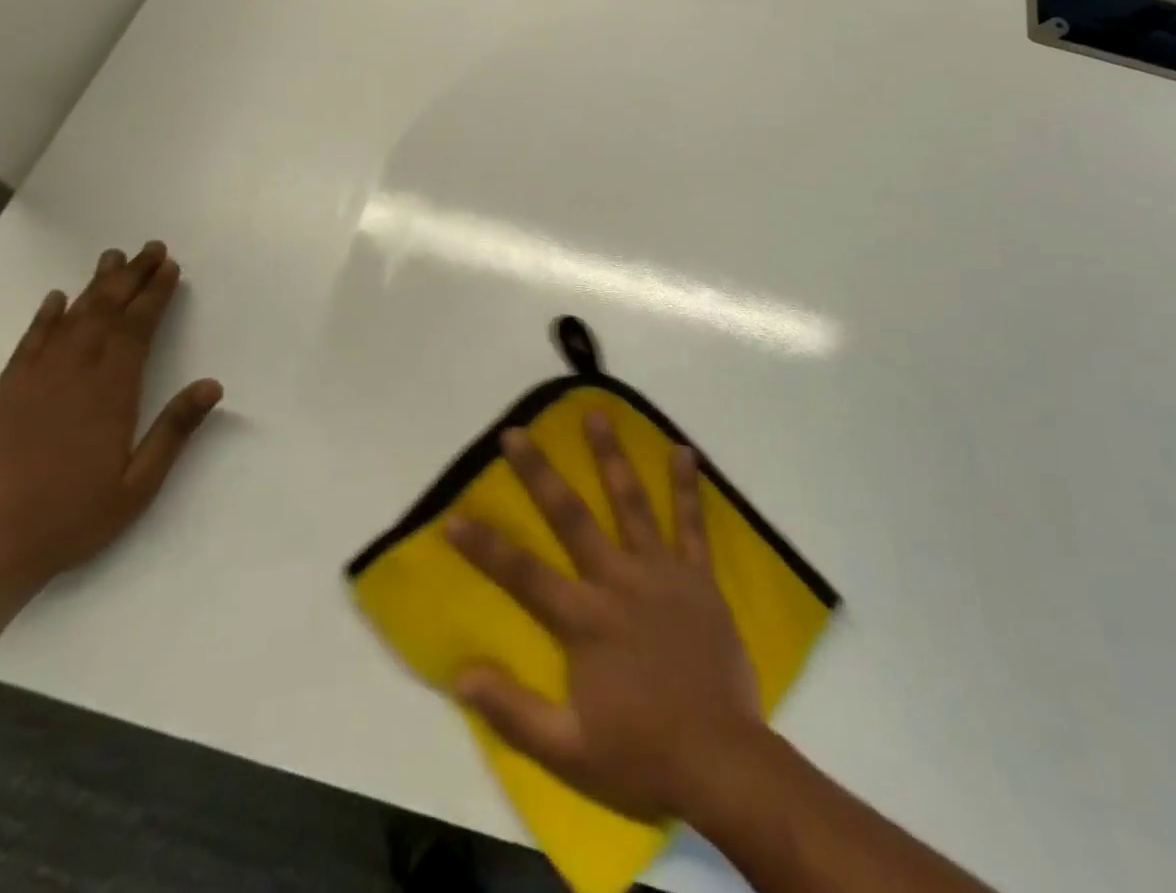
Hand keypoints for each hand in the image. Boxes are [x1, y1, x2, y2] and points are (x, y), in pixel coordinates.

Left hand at [0, 241, 222, 595]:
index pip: (136, 330)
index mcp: (109, 395)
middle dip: (130, 278)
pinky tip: (55, 300)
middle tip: (149, 248)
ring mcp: (33, 384)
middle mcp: (72, 377)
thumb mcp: (139, 484)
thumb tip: (212, 384)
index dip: (154, 295)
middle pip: (104, 314)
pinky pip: (28, 345)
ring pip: (69, 321)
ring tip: (112, 259)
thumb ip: (174, 430)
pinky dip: (44, 318)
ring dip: (93, 287)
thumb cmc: (74, 518)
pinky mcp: (4, 397)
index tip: (169, 268)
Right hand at [445, 415, 764, 823]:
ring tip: (596, 414)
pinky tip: (683, 451)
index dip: (484, 546)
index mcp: (584, 619)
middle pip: (571, 517)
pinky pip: (692, 524)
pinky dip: (687, 487)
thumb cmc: (641, 755)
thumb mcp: (568, 751)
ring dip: (611, 456)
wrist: (723, 763)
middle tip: (516, 433)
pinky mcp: (698, 578)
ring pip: (631, 503)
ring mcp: (661, 573)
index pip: (522, 573)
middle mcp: (618, 581)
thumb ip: (513, 711)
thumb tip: (461, 674)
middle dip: (539, 473)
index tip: (453, 515)